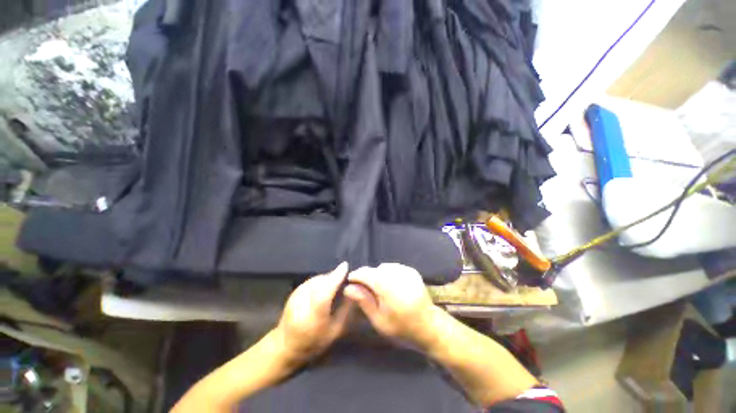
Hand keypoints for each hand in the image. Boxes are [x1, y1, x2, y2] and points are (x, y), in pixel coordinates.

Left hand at [275, 263, 353, 364]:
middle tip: (343, 281)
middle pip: (322, 280)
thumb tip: (351, 291)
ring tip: (334, 285)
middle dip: (334, 277)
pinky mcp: (294, 291)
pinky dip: (320, 281)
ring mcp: (297, 294)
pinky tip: (324, 288)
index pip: (327, 288)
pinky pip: (312, 281)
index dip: (336, 276)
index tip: (345, 265)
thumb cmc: (313, 341)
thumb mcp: (335, 331)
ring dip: (327, 278)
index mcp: (315, 312)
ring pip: (317, 279)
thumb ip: (345, 309)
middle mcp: (304, 299)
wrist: (285, 345)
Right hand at [344, 263, 439, 348]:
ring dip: (377, 274)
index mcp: (390, 289)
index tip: (350, 281)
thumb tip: (348, 288)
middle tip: (363, 288)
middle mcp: (399, 276)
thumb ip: (364, 301)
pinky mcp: (412, 271)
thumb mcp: (379, 320)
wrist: (428, 325)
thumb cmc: (401, 328)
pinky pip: (393, 267)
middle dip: (366, 276)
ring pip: (384, 267)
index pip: (367, 274)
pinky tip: (389, 284)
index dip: (356, 275)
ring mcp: (407, 271)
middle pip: (375, 269)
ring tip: (378, 288)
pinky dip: (387, 273)